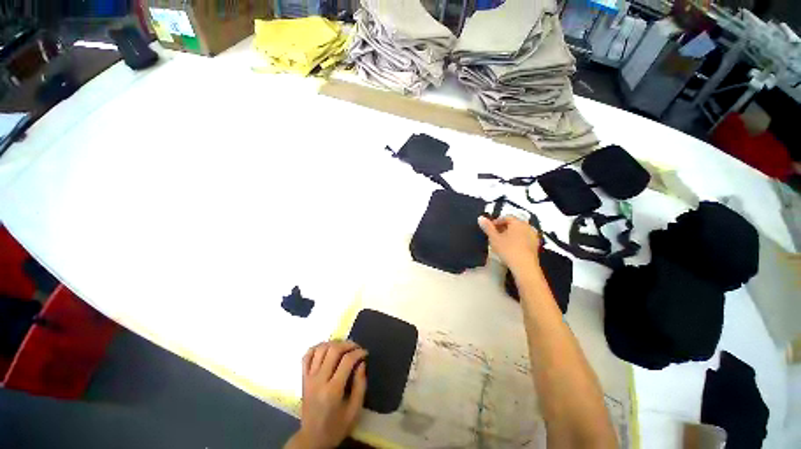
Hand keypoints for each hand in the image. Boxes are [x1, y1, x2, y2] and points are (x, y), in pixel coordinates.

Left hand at [286, 341, 367, 448]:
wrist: (312, 439)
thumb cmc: (336, 426)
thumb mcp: (354, 410)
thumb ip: (360, 385)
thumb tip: (361, 363)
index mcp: (333, 390)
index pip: (347, 361)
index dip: (358, 352)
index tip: (365, 353)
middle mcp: (319, 380)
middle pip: (333, 350)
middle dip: (348, 344)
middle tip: (356, 348)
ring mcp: (309, 378)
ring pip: (320, 349)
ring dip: (334, 343)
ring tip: (343, 348)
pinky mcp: (303, 378)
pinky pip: (307, 356)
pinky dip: (317, 348)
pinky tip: (326, 349)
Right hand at [478, 215, 540, 274]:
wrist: (524, 266)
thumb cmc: (508, 250)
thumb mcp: (494, 238)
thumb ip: (487, 227)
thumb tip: (481, 218)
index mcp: (518, 222)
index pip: (505, 217)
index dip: (496, 222)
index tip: (489, 229)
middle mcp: (527, 226)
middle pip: (513, 223)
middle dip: (503, 228)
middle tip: (494, 235)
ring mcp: (533, 236)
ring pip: (519, 231)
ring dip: (511, 234)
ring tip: (502, 242)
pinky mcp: (535, 245)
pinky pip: (524, 238)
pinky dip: (517, 240)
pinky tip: (511, 248)